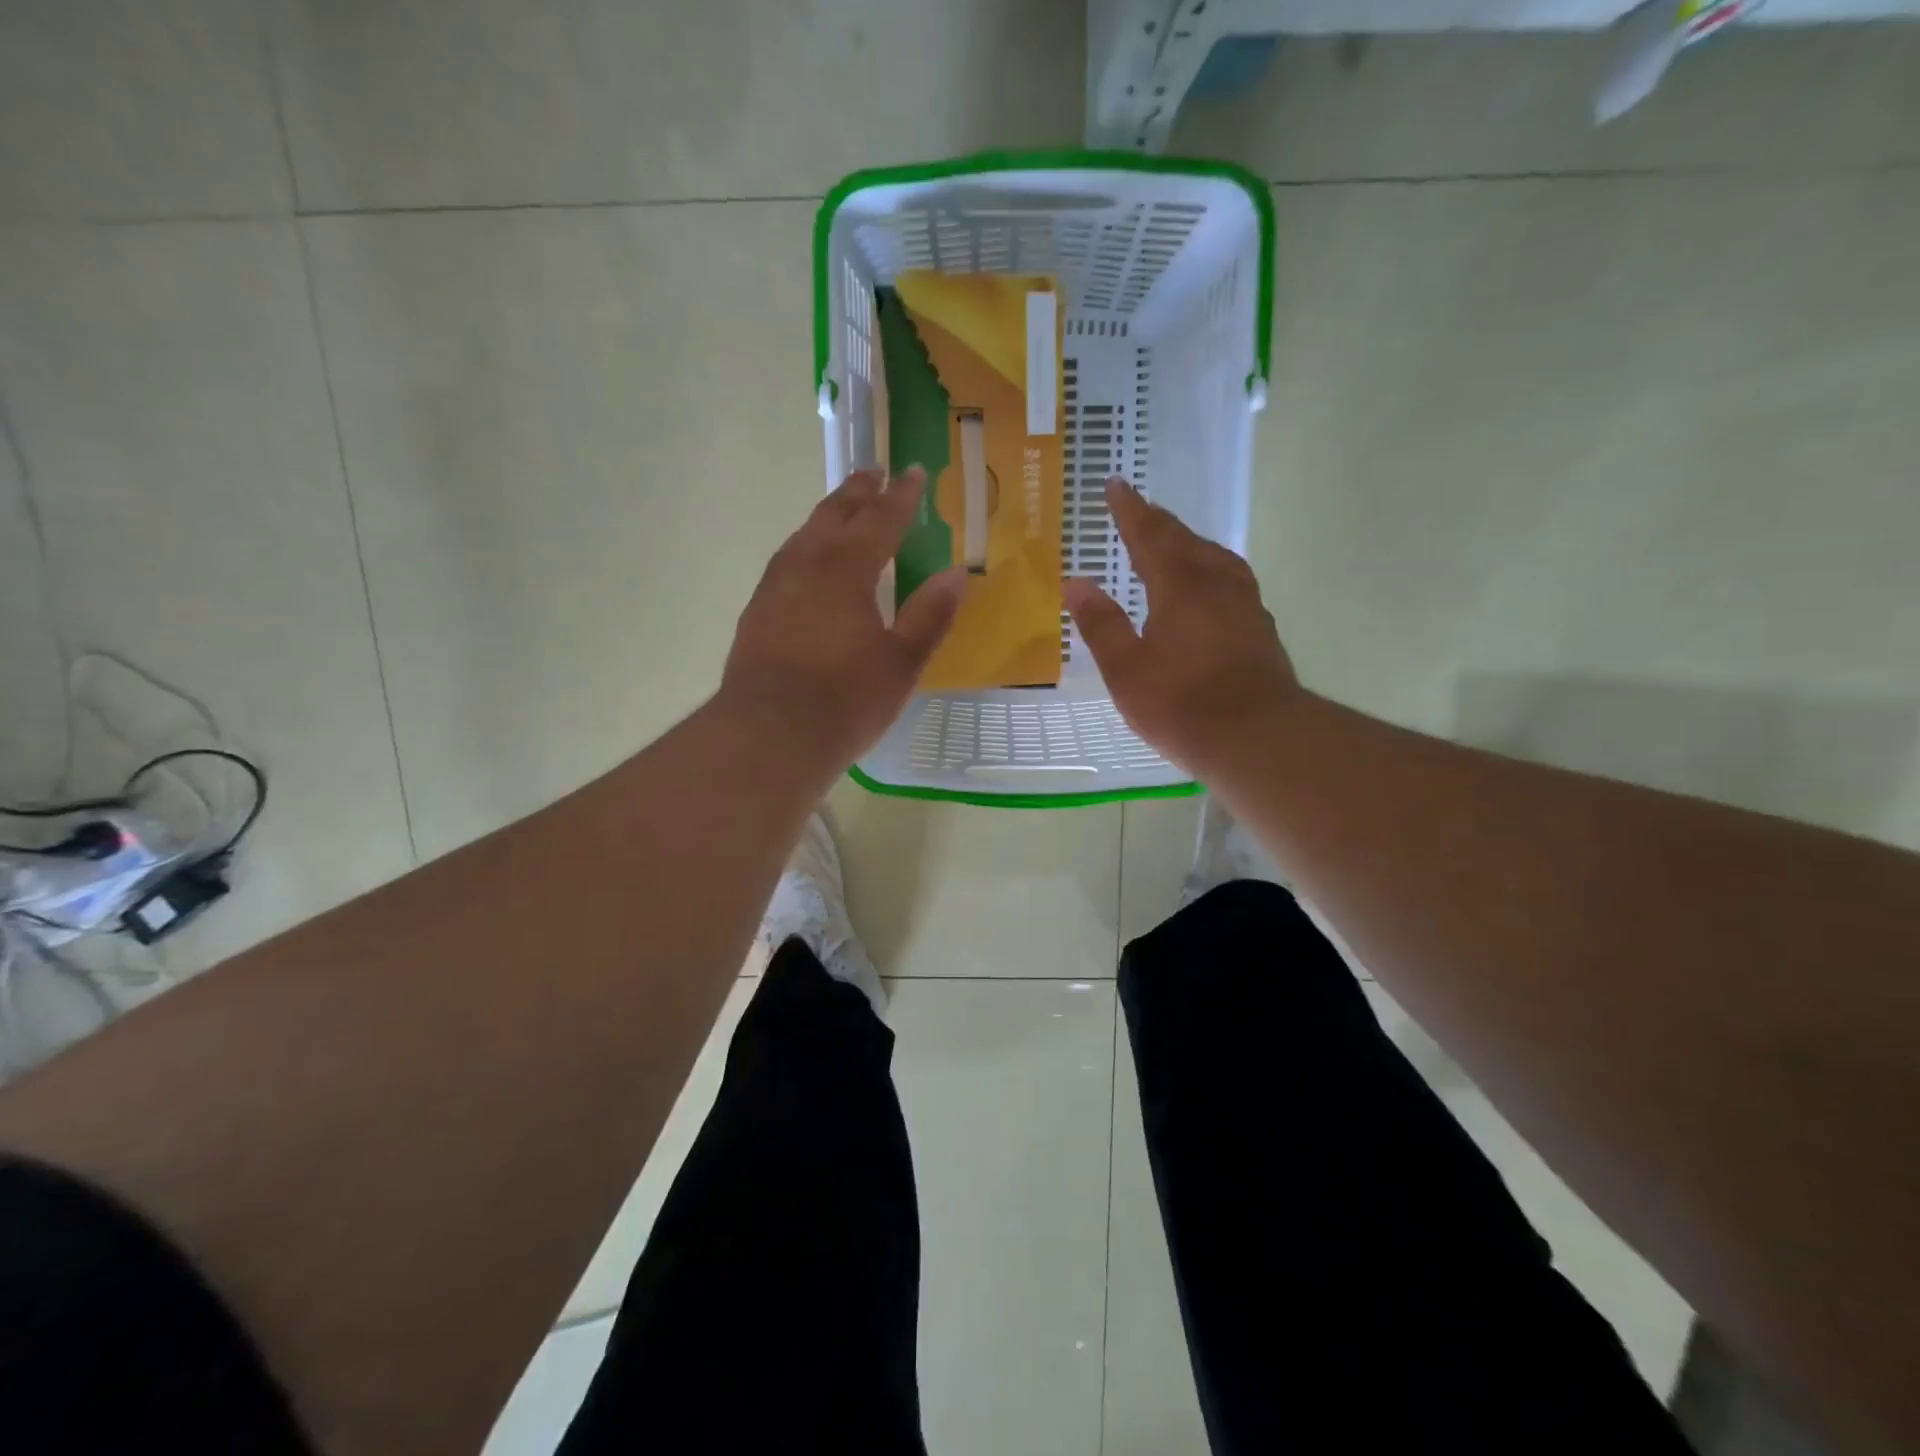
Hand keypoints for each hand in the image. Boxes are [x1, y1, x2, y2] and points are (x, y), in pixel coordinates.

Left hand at [720, 467, 966, 771]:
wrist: (769, 734)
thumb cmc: (846, 699)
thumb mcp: (902, 662)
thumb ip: (929, 615)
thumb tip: (956, 574)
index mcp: (847, 569)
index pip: (880, 519)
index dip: (901, 496)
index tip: (914, 472)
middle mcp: (807, 565)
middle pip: (834, 515)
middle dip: (857, 492)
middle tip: (873, 473)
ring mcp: (775, 587)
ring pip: (804, 536)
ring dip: (827, 516)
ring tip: (841, 510)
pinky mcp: (756, 612)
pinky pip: (785, 562)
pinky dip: (804, 548)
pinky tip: (806, 563)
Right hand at [1065, 478, 1303, 776]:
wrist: (1256, 737)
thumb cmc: (1180, 704)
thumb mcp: (1126, 668)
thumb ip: (1101, 624)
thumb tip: (1076, 583)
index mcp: (1179, 585)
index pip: (1149, 534)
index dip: (1130, 510)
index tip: (1116, 484)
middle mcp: (1216, 583)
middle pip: (1185, 540)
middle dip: (1158, 521)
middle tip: (1139, 508)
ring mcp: (1244, 604)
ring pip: (1215, 557)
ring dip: (1190, 543)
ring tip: (1175, 543)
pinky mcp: (1260, 628)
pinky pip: (1231, 580)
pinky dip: (1211, 569)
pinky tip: (1210, 587)